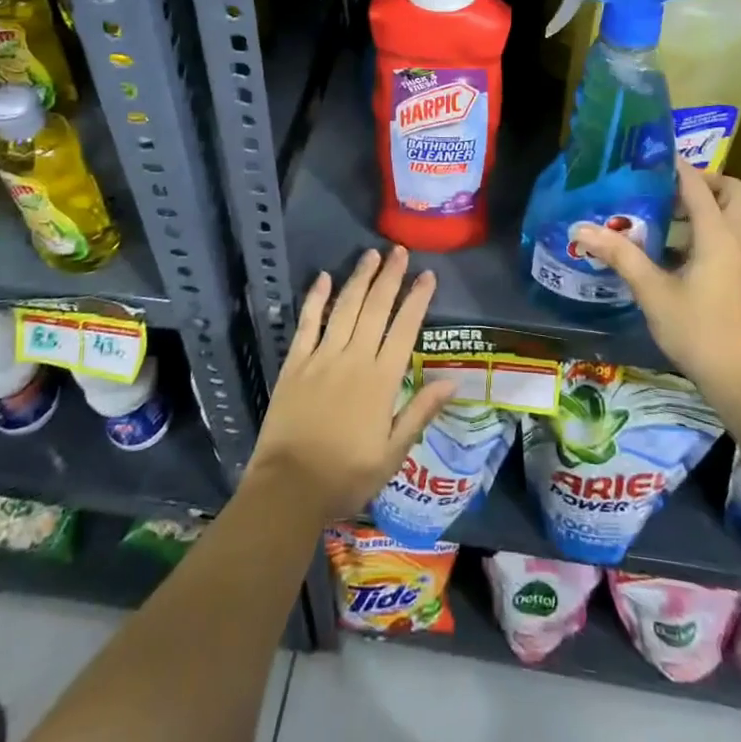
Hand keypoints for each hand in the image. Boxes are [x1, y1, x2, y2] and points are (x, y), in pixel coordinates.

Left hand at [248, 246, 455, 522]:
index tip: (427, 275)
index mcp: (380, 381)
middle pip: (375, 308)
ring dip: (359, 279)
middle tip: (399, 251)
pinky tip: (323, 278)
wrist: (288, 490)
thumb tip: (452, 381)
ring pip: (344, 308)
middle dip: (389, 277)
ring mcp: (321, 358)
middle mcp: (353, 359)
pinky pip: (307, 323)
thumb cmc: (345, 476)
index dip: (417, 300)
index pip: (404, 329)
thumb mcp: (392, 454)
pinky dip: (316, 299)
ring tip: (371, 254)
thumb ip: (420, 413)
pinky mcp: (294, 363)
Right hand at [572, 160, 740, 411]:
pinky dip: (699, 229)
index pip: (697, 183)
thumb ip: (620, 255)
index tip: (646, 153)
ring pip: (727, 214)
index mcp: (717, 235)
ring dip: (698, 206)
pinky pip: (722, 236)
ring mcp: (740, 258)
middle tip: (660, 187)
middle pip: (727, 190)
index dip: (674, 164)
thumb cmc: (698, 331)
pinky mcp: (737, 276)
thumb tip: (581, 228)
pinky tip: (665, 250)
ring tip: (656, 213)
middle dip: (697, 181)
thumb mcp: (652, 291)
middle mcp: (734, 239)